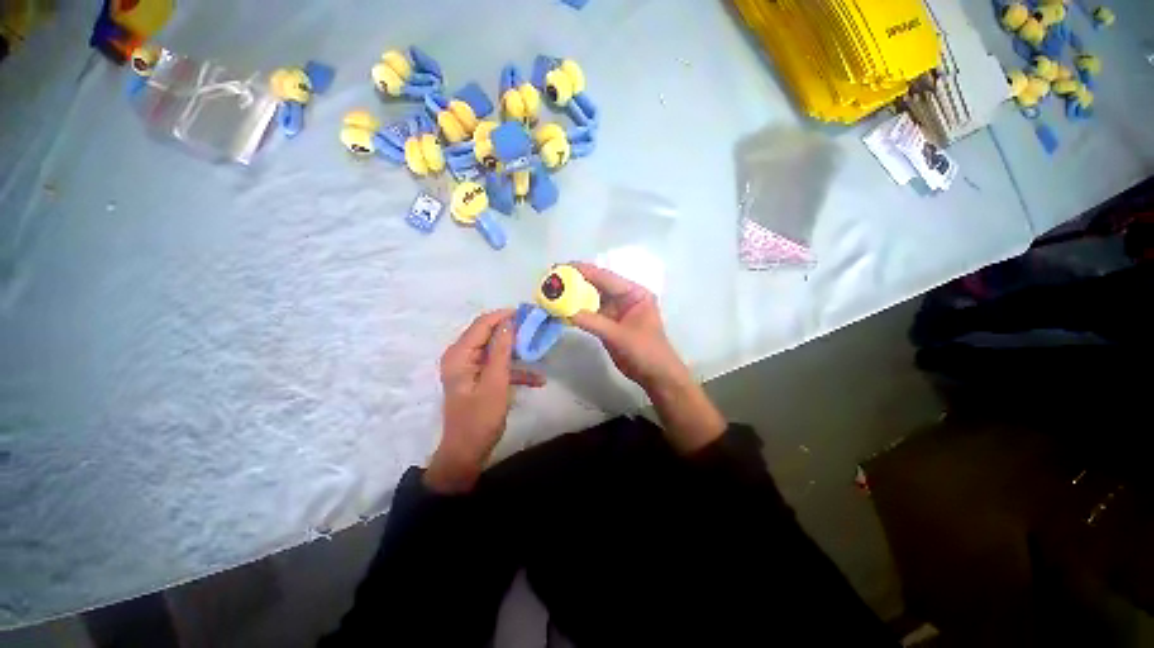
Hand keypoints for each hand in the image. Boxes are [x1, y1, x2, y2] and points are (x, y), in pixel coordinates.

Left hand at [426, 309, 545, 492]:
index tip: (528, 313)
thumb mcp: (495, 382)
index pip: (482, 324)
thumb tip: (509, 322)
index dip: (504, 316)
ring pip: (497, 350)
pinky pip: (498, 367)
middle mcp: (462, 356)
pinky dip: (516, 370)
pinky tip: (537, 379)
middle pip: (490, 335)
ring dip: (518, 352)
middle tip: (537, 329)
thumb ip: (502, 351)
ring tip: (540, 350)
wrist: (467, 453)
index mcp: (460, 354)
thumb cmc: (480, 419)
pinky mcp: (479, 379)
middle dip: (514, 332)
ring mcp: (470, 368)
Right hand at [569, 263, 725, 453]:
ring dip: (574, 296)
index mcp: (634, 293)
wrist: (655, 375)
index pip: (606, 277)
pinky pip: (590, 313)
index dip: (583, 271)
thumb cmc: (646, 352)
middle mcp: (625, 297)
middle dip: (575, 281)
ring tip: (552, 291)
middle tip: (551, 278)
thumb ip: (593, 322)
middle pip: (597, 285)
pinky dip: (577, 311)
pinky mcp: (609, 323)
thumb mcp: (620, 336)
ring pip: (592, 298)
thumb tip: (566, 312)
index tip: (560, 267)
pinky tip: (562, 309)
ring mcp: (616, 310)